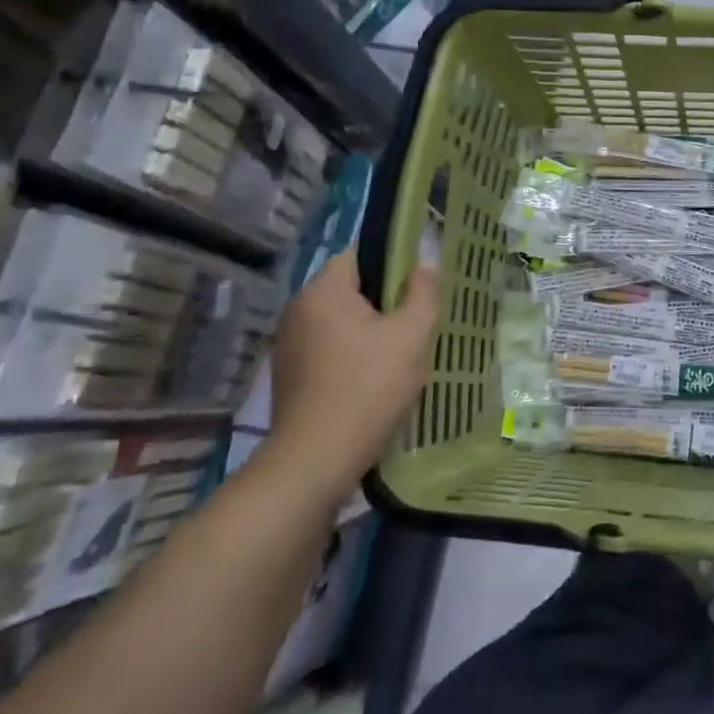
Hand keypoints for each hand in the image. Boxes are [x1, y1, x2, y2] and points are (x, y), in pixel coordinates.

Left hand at [261, 251, 439, 510]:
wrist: (315, 459)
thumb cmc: (369, 387)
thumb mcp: (412, 336)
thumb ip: (422, 292)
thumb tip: (425, 262)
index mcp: (324, 290)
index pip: (360, 253)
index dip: (393, 262)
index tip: (419, 285)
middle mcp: (298, 308)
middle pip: (349, 287)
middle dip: (383, 300)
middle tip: (416, 322)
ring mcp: (288, 342)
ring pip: (339, 319)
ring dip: (367, 328)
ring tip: (398, 352)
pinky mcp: (288, 373)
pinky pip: (327, 346)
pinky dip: (350, 352)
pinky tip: (372, 377)